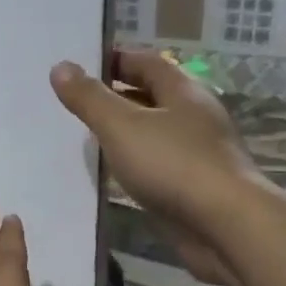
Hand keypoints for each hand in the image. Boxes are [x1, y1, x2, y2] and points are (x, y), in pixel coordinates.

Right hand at [50, 50, 262, 285]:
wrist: (225, 226)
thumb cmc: (172, 165)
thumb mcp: (121, 126)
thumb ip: (90, 98)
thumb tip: (60, 66)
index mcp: (183, 92)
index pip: (147, 62)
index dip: (114, 59)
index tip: (80, 66)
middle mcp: (194, 116)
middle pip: (152, 95)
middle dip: (116, 95)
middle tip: (77, 102)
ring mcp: (197, 152)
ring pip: (154, 132)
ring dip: (125, 131)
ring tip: (86, 137)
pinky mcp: (194, 185)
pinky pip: (158, 163)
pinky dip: (135, 162)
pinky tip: (113, 173)